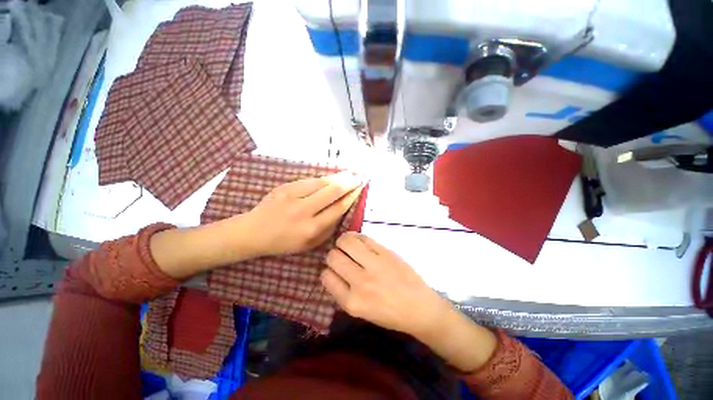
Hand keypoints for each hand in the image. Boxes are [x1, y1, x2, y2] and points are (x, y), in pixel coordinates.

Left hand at [242, 171, 363, 256]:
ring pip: (321, 182)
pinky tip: (331, 176)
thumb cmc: (284, 242)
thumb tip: (342, 211)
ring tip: (349, 173)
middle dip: (349, 183)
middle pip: (332, 192)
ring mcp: (292, 197)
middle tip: (359, 176)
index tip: (360, 188)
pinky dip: (323, 178)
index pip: (338, 208)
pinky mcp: (284, 188)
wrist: (253, 232)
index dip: (351, 196)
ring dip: (338, 176)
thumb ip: (328, 230)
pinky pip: (309, 180)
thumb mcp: (309, 245)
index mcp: (311, 229)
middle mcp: (303, 211)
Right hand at [322, 232, 498, 371]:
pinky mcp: (386, 252)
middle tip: (339, 255)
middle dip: (332, 254)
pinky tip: (357, 240)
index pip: (326, 277)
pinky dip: (356, 236)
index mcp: (352, 302)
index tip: (332, 270)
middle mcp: (360, 282)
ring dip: (342, 241)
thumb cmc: (389, 313)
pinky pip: (363, 237)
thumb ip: (343, 292)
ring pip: (346, 242)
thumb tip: (330, 271)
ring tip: (345, 244)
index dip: (327, 271)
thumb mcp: (360, 312)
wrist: (420, 308)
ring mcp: (374, 265)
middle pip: (333, 257)